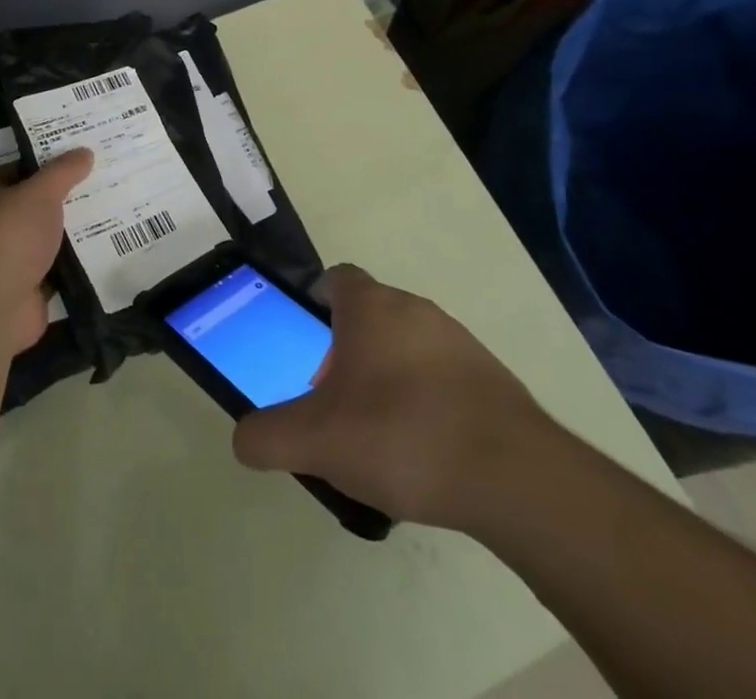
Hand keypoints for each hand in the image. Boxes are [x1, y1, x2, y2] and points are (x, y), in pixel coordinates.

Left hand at [0, 149, 92, 355]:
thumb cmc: (10, 235)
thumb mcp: (40, 192)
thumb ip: (63, 172)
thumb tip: (84, 152)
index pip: (17, 171)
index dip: (45, 163)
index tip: (78, 157)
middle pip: (34, 206)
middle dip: (64, 198)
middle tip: (102, 183)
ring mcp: (10, 261)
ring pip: (48, 239)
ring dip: (73, 232)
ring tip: (112, 213)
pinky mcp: (28, 289)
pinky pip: (58, 270)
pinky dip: (77, 264)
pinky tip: (106, 251)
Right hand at [232, 266, 564, 535]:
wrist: (513, 476)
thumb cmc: (400, 435)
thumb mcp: (315, 441)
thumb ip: (268, 437)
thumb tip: (243, 439)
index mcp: (370, 307)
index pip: (336, 278)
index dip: (316, 301)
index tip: (306, 338)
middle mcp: (414, 308)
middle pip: (369, 315)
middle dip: (346, 350)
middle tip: (333, 400)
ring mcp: (458, 341)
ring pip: (407, 346)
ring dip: (387, 375)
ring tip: (377, 434)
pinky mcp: (490, 378)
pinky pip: (443, 376)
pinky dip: (426, 400)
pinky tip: (423, 451)